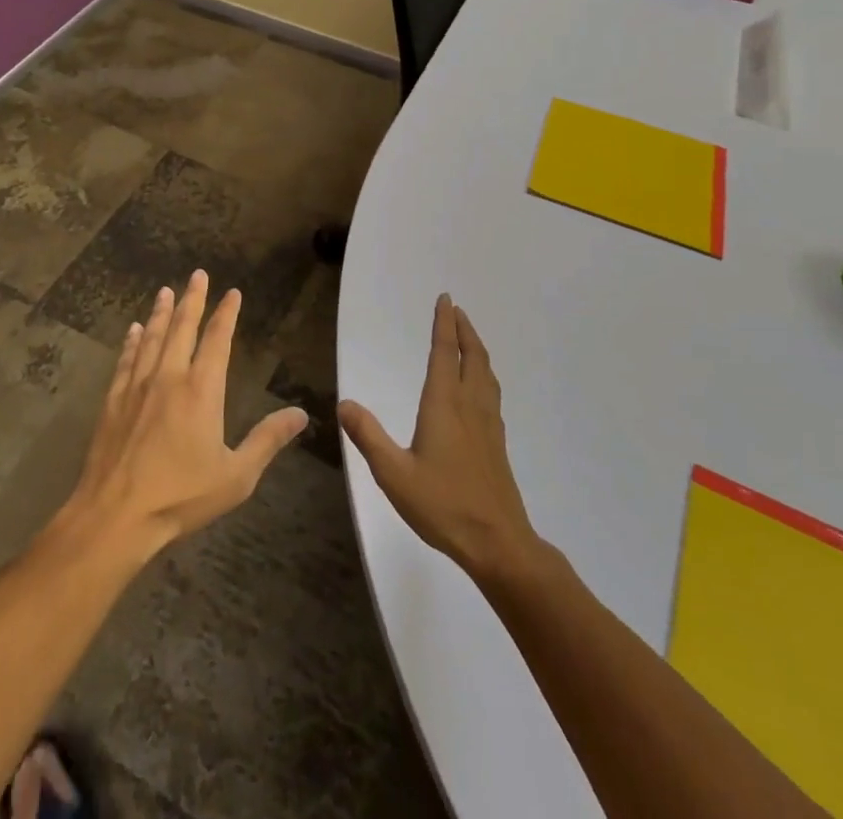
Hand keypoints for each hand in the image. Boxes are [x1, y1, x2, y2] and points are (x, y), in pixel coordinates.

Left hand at [59, 271, 308, 561]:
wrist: (115, 516)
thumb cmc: (180, 496)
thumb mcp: (236, 475)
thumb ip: (267, 441)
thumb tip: (301, 415)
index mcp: (202, 390)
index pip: (217, 340)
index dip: (226, 314)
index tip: (232, 292)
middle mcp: (169, 377)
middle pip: (182, 328)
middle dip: (193, 299)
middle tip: (197, 274)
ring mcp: (137, 387)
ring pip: (152, 338)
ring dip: (161, 312)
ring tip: (166, 291)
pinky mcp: (113, 402)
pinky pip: (125, 361)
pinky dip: (131, 342)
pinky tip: (133, 331)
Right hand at [338, 295, 539, 580]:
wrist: (498, 542)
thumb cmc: (443, 506)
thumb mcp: (394, 474)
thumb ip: (369, 436)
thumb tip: (344, 402)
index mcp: (444, 405)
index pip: (444, 353)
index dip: (444, 324)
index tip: (445, 299)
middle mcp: (469, 405)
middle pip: (471, 356)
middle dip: (464, 329)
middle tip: (457, 309)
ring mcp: (488, 423)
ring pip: (485, 373)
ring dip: (477, 348)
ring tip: (468, 338)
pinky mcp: (496, 442)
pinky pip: (491, 391)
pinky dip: (484, 373)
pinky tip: (479, 387)